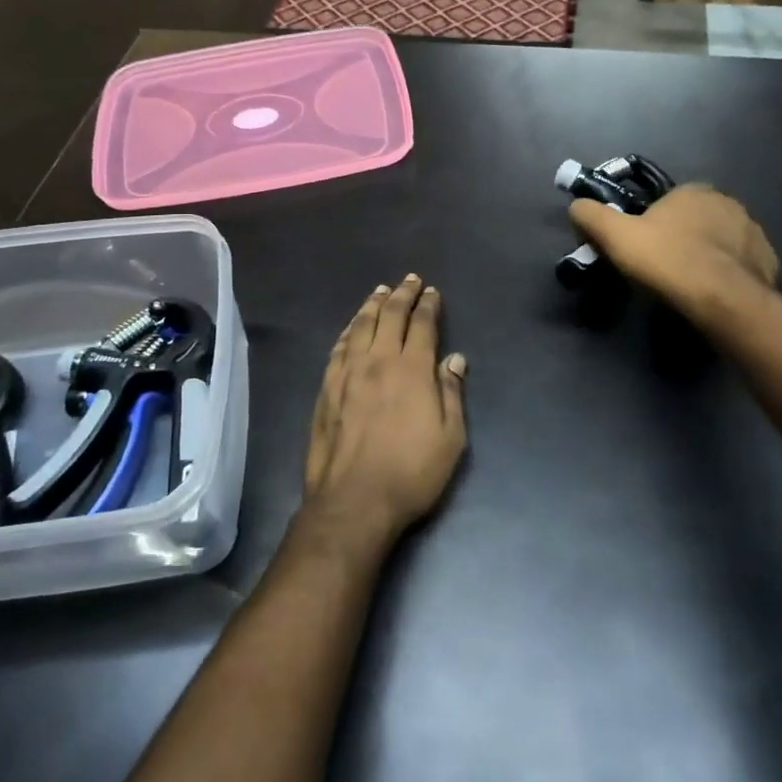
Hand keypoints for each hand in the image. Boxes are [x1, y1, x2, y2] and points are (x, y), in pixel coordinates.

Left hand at [302, 275, 467, 548]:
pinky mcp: (326, 389)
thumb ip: (451, 393)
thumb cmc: (411, 472)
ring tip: (380, 291)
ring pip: (360, 327)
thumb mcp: (451, 438)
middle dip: (401, 295)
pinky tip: (352, 326)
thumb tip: (454, 358)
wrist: (354, 501)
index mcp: (412, 370)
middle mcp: (378, 362)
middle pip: (389, 317)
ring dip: (372, 305)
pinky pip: (338, 348)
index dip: (428, 305)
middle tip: (409, 280)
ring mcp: (347, 373)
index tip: (432, 292)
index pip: (421, 325)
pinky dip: (349, 330)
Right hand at [569, 184, 779, 314]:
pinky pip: (740, 264)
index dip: (651, 222)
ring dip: (706, 255)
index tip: (640, 246)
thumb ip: (591, 215)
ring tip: (687, 284)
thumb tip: (576, 205)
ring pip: (720, 241)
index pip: (667, 201)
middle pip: (695, 219)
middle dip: (681, 237)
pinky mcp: (768, 261)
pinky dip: (727, 274)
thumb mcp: (615, 236)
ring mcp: (752, 232)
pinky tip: (712, 293)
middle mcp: (728, 203)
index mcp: (693, 191)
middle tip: (662, 267)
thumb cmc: (666, 260)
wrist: (721, 300)